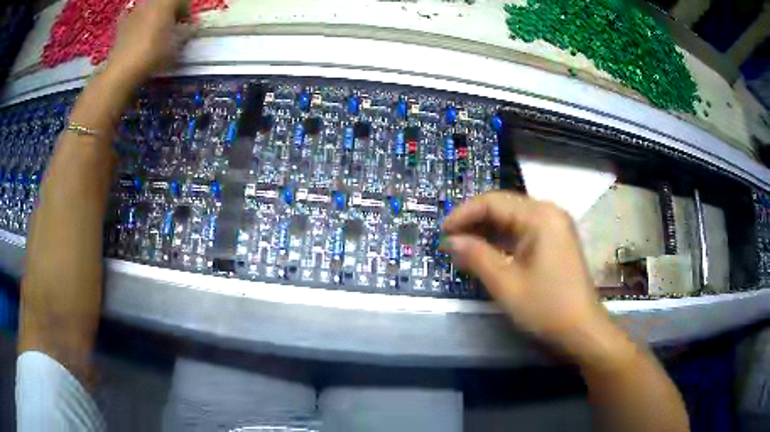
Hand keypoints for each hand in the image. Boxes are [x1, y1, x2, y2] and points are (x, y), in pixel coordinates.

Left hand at [107, 0, 192, 83]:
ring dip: (153, 14)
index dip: (187, 11)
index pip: (184, 0)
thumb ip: (186, 33)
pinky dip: (135, 20)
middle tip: (170, 25)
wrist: (122, 70)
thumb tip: (191, 29)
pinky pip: (131, 15)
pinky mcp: (121, 23)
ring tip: (153, 30)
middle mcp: (152, 0)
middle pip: (165, 2)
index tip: (186, 25)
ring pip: (148, 6)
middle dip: (169, 11)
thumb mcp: (176, 45)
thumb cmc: (153, 53)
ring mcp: (134, 10)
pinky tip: (135, 31)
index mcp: (168, 1)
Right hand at [442, 191, 613, 358]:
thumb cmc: (545, 307)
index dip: (463, 214)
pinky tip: (486, 253)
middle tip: (449, 241)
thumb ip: (476, 256)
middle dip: (474, 222)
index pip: (493, 202)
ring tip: (462, 247)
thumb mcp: (505, 283)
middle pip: (503, 206)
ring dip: (487, 231)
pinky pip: (523, 232)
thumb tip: (449, 241)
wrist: (581, 329)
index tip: (441, 232)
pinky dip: (502, 241)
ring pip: (512, 219)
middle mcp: (548, 212)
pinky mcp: (555, 241)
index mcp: (540, 216)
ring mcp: (554, 226)